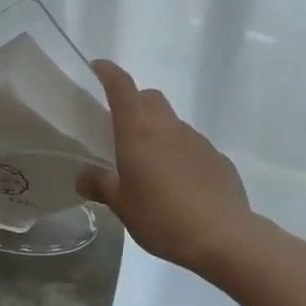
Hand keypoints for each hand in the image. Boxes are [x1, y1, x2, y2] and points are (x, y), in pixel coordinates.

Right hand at [76, 60, 260, 274]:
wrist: (223, 236)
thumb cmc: (162, 217)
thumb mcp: (122, 206)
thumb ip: (100, 185)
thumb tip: (82, 176)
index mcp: (138, 130)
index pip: (121, 86)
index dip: (108, 72)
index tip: (97, 68)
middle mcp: (168, 126)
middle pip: (149, 98)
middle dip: (135, 103)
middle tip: (122, 129)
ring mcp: (196, 140)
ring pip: (172, 123)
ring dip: (159, 132)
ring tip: (151, 166)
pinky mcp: (217, 158)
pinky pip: (192, 146)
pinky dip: (180, 154)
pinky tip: (180, 184)